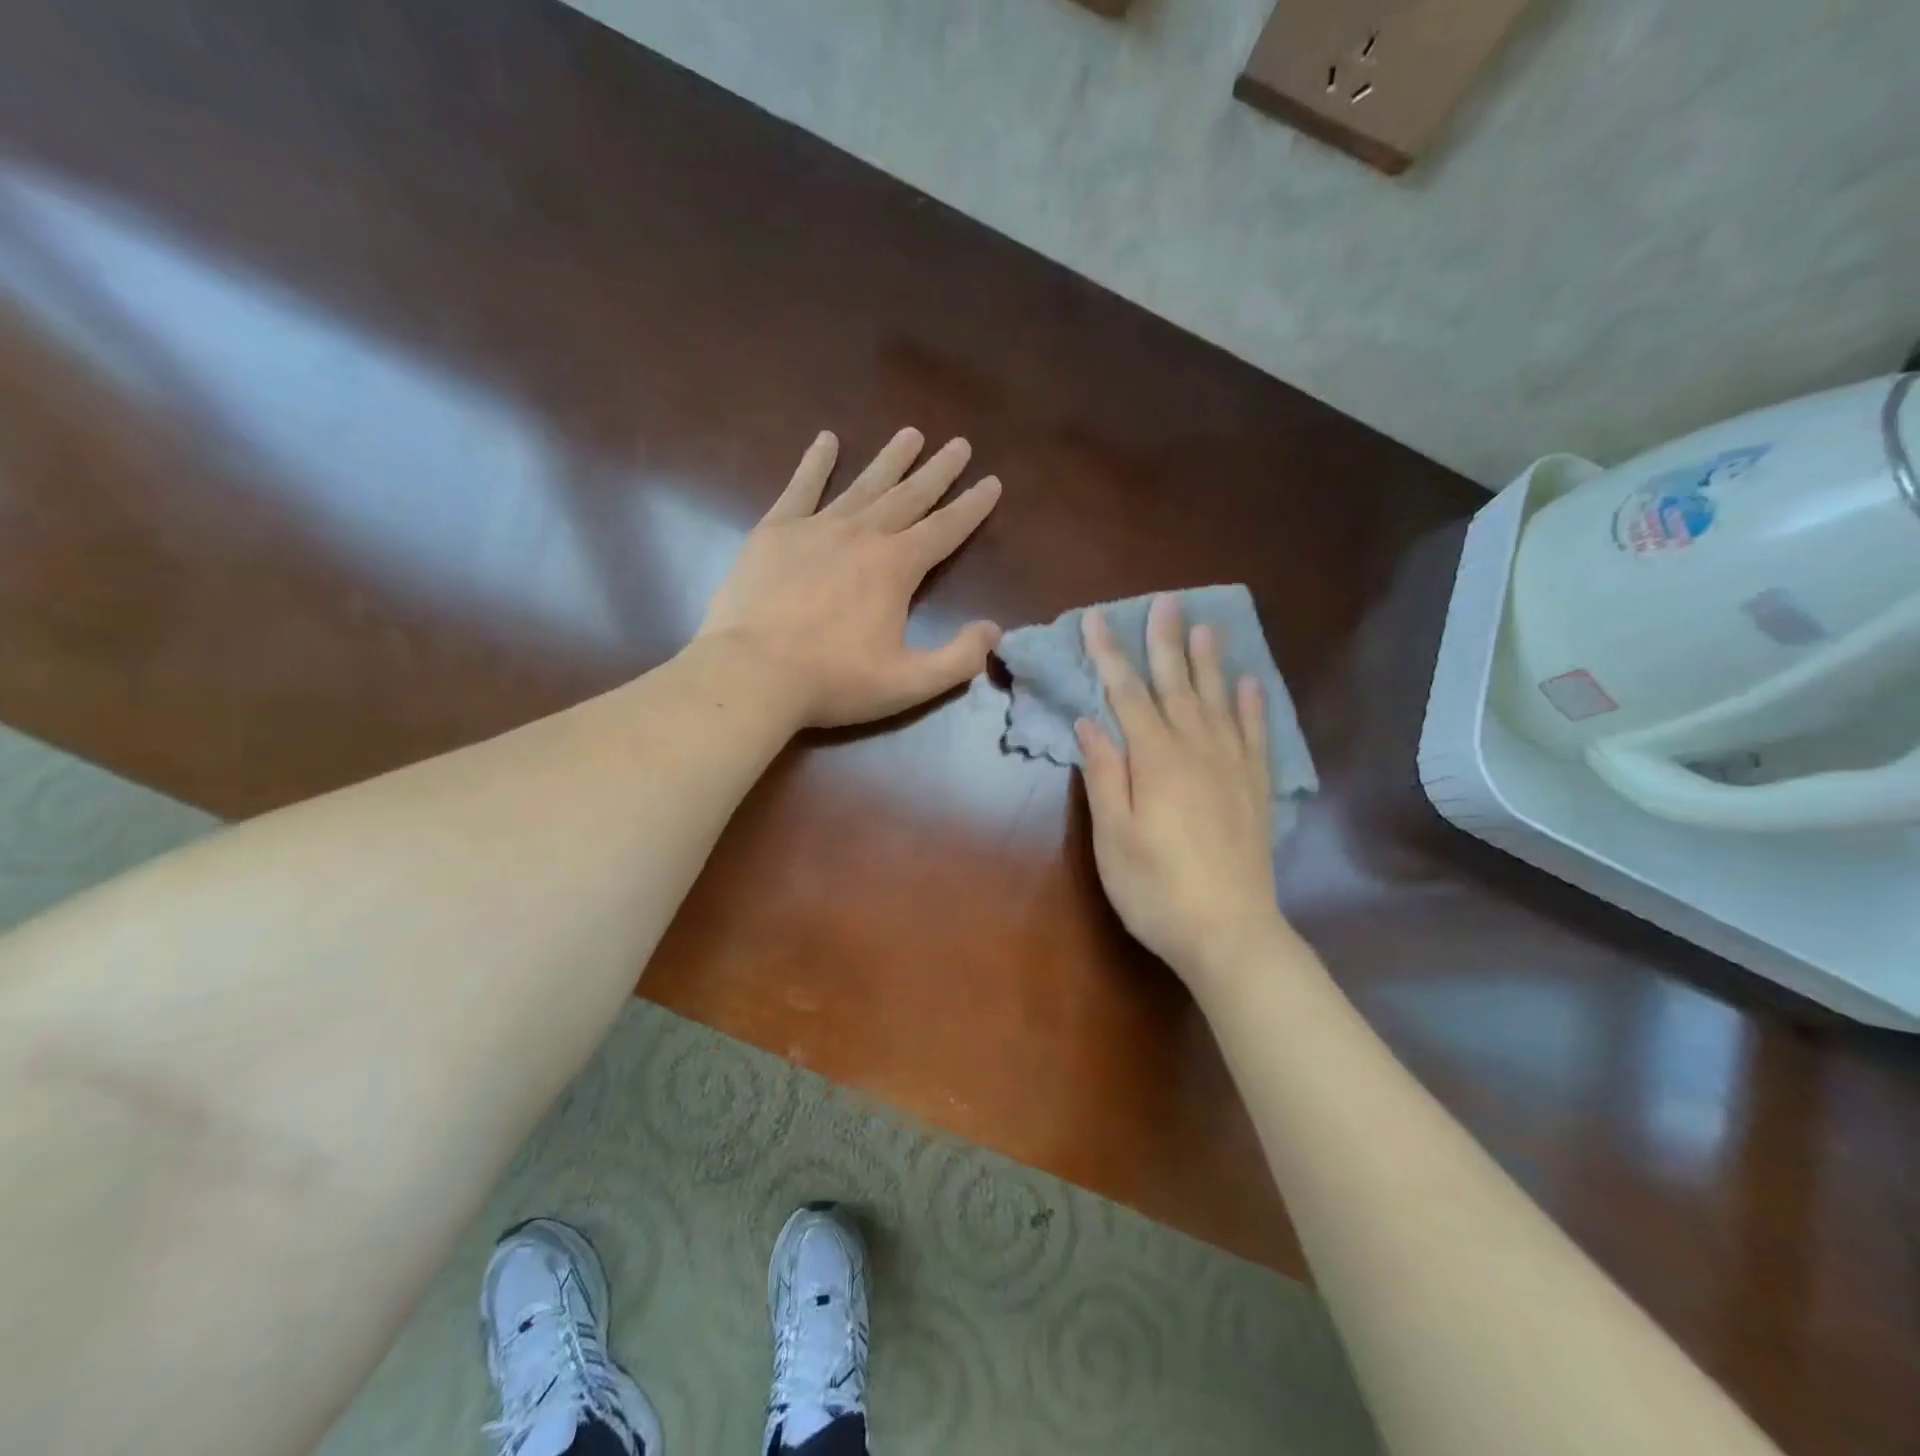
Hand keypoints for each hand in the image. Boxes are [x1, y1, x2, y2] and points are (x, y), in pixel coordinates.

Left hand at [698, 429, 1002, 728]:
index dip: (972, 506)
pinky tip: (827, 439)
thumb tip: (994, 630)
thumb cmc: (833, 681)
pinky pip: (801, 488)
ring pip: (863, 485)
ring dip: (890, 459)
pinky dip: (815, 462)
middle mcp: (862, 535)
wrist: (752, 673)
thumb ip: (959, 659)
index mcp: (896, 567)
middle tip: (959, 443)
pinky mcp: (774, 532)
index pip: (945, 529)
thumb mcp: (909, 683)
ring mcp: (816, 528)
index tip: (993, 482)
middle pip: (909, 496)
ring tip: (911, 433)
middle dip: (938, 471)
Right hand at [1076, 594, 1288, 983]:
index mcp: (1155, 760)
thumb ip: (1104, 774)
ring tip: (1207, 626)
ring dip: (1210, 661)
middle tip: (1165, 601)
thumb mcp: (1113, 837)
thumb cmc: (1156, 889)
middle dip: (1165, 642)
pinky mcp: (1255, 789)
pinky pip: (1256, 735)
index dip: (1110, 655)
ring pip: (1219, 701)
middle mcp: (1196, 750)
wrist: (1230, 933)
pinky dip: (1253, 706)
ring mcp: (1232, 767)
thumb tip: (1090, 722)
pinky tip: (1251, 684)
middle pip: (1176, 686)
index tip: (1097, 619)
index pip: (1127, 694)